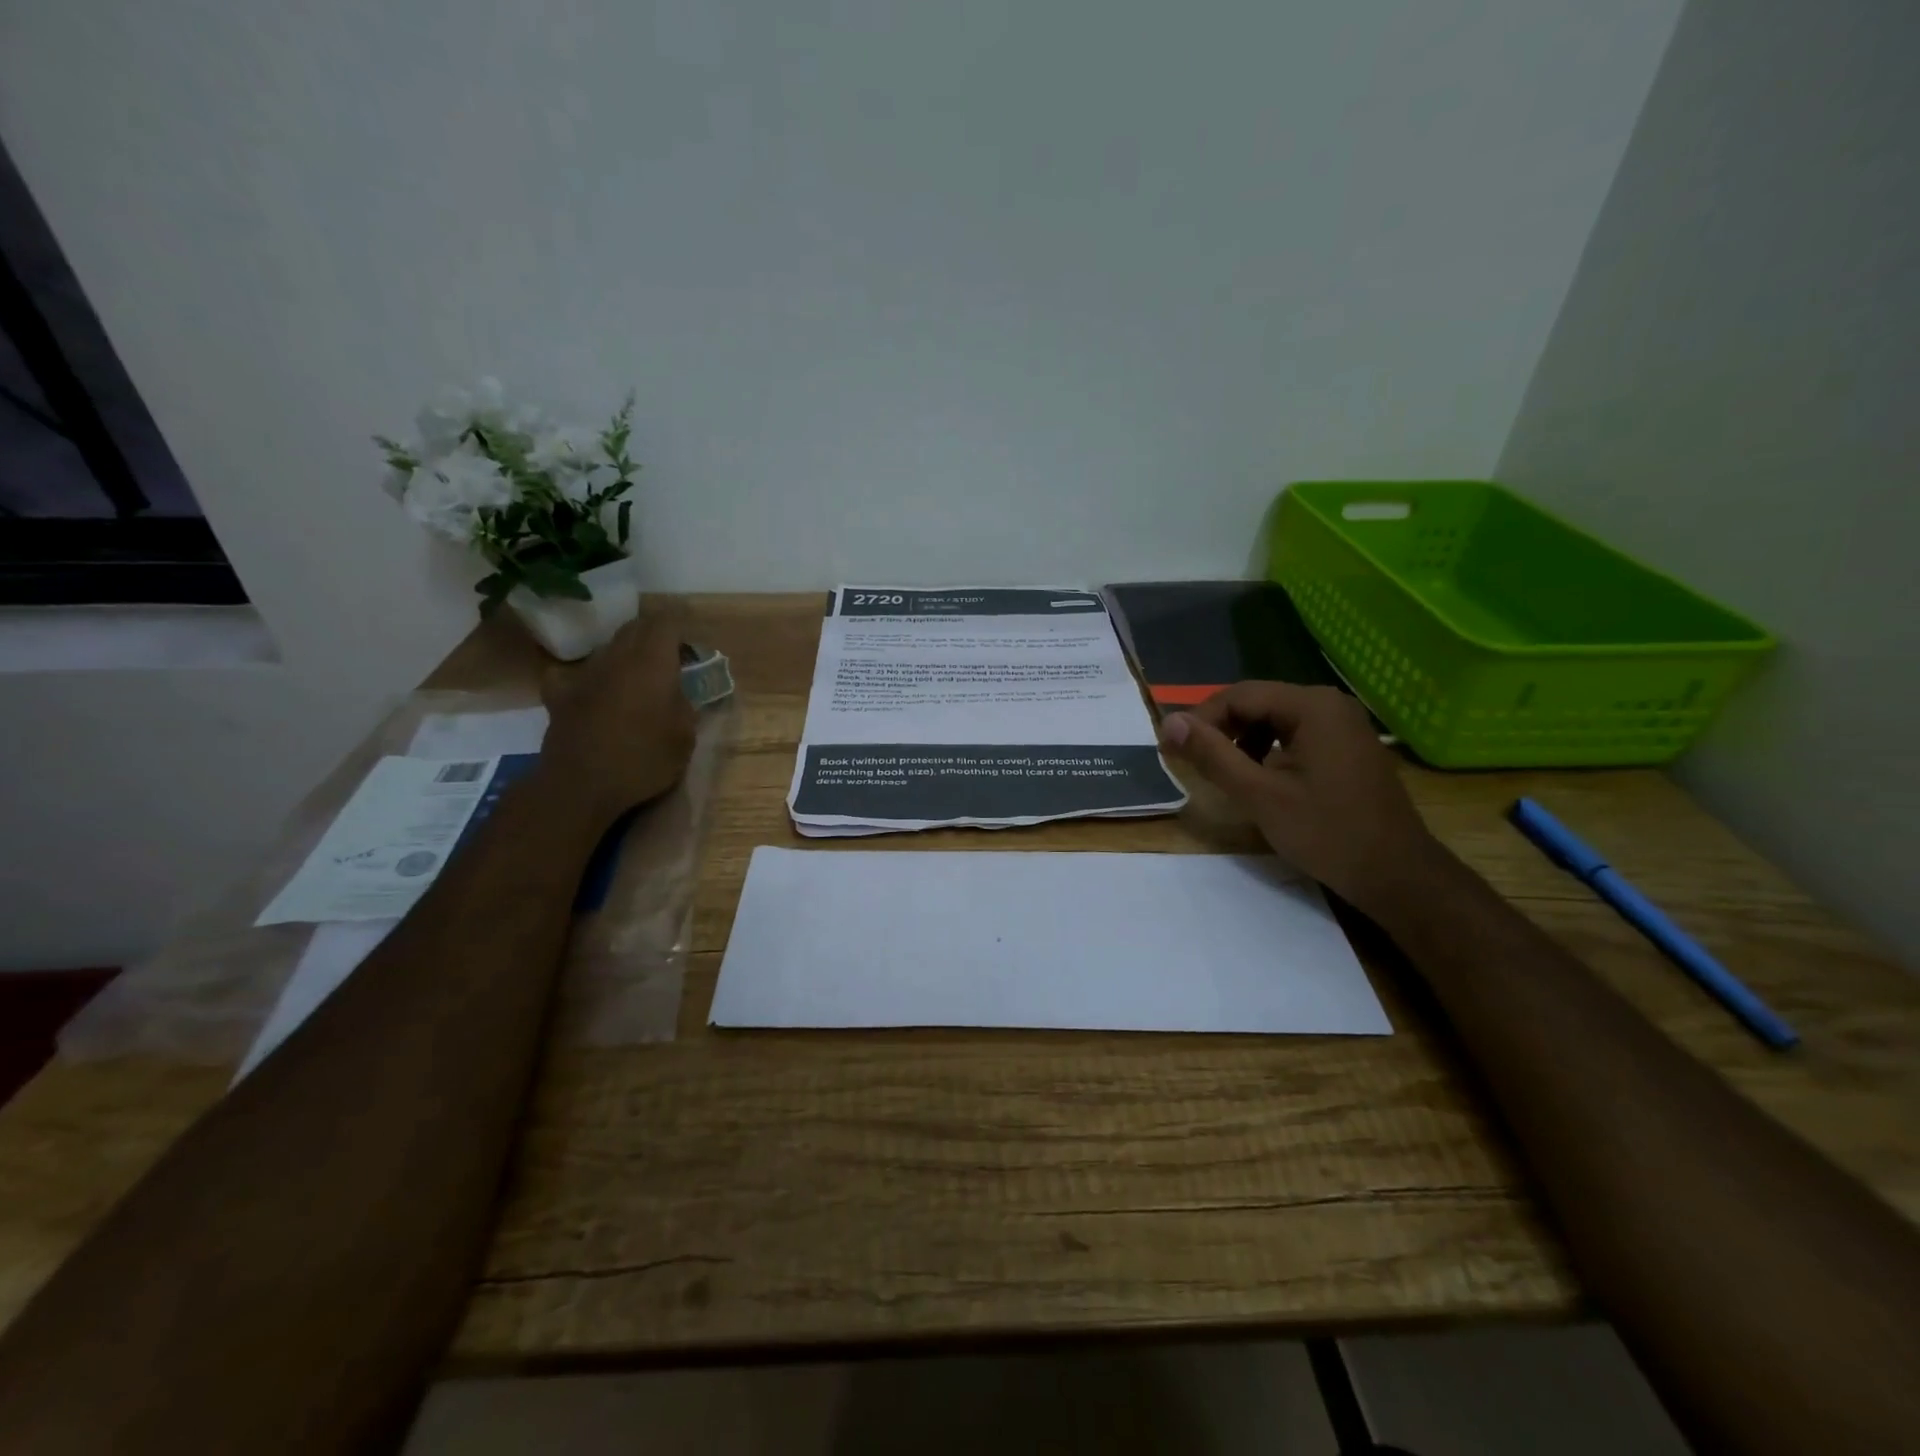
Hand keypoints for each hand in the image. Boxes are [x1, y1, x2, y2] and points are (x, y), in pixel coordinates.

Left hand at [538, 615, 696, 821]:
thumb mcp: (685, 737)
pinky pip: (572, 672)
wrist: (581, 786)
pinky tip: (590, 690)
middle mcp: (617, 657)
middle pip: (635, 628)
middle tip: (669, 662)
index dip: (680, 629)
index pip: (666, 622)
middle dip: (654, 637)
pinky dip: (585, 677)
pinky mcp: (559, 694)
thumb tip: (678, 691)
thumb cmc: (644, 760)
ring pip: (607, 648)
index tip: (690, 649)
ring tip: (635, 680)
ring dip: (624, 656)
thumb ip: (685, 705)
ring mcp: (584, 673)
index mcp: (652, 662)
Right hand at [1160, 682, 1443, 915]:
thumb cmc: (1327, 833)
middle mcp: (1329, 704)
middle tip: (1191, 761)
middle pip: (1256, 702)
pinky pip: (1294, 734)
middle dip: (1220, 729)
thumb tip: (1169, 724)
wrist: (1396, 875)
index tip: (1171, 750)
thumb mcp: (1259, 795)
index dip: (1199, 720)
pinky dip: (1267, 750)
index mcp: (1312, 706)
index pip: (1238, 695)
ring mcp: (1343, 724)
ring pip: (1273, 719)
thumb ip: (1212, 755)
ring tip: (1222, 772)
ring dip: (1241, 740)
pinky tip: (1258, 778)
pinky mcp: (1347, 746)